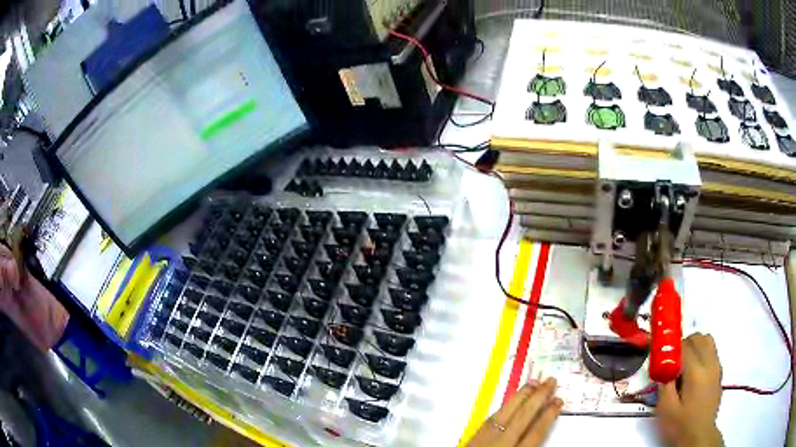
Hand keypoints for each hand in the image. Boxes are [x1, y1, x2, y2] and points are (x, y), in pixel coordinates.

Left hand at [467, 378, 562, 446]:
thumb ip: (529, 446)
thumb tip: (540, 434)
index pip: (535, 434)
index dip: (548, 416)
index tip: (559, 401)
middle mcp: (499, 446)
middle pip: (521, 419)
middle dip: (537, 399)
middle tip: (551, 381)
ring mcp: (482, 442)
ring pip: (503, 415)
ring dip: (519, 398)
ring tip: (533, 384)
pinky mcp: (470, 440)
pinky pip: (488, 421)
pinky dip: (502, 409)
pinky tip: (510, 402)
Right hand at [656, 333, 723, 446]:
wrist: (698, 436)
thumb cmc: (680, 425)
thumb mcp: (665, 409)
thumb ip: (664, 384)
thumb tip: (663, 367)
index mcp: (696, 372)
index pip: (685, 346)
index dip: (671, 348)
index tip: (661, 356)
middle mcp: (710, 364)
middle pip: (699, 338)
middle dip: (685, 344)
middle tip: (673, 361)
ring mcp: (717, 368)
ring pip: (708, 342)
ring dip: (695, 346)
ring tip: (684, 365)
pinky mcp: (719, 373)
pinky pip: (712, 353)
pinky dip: (702, 355)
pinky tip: (693, 374)